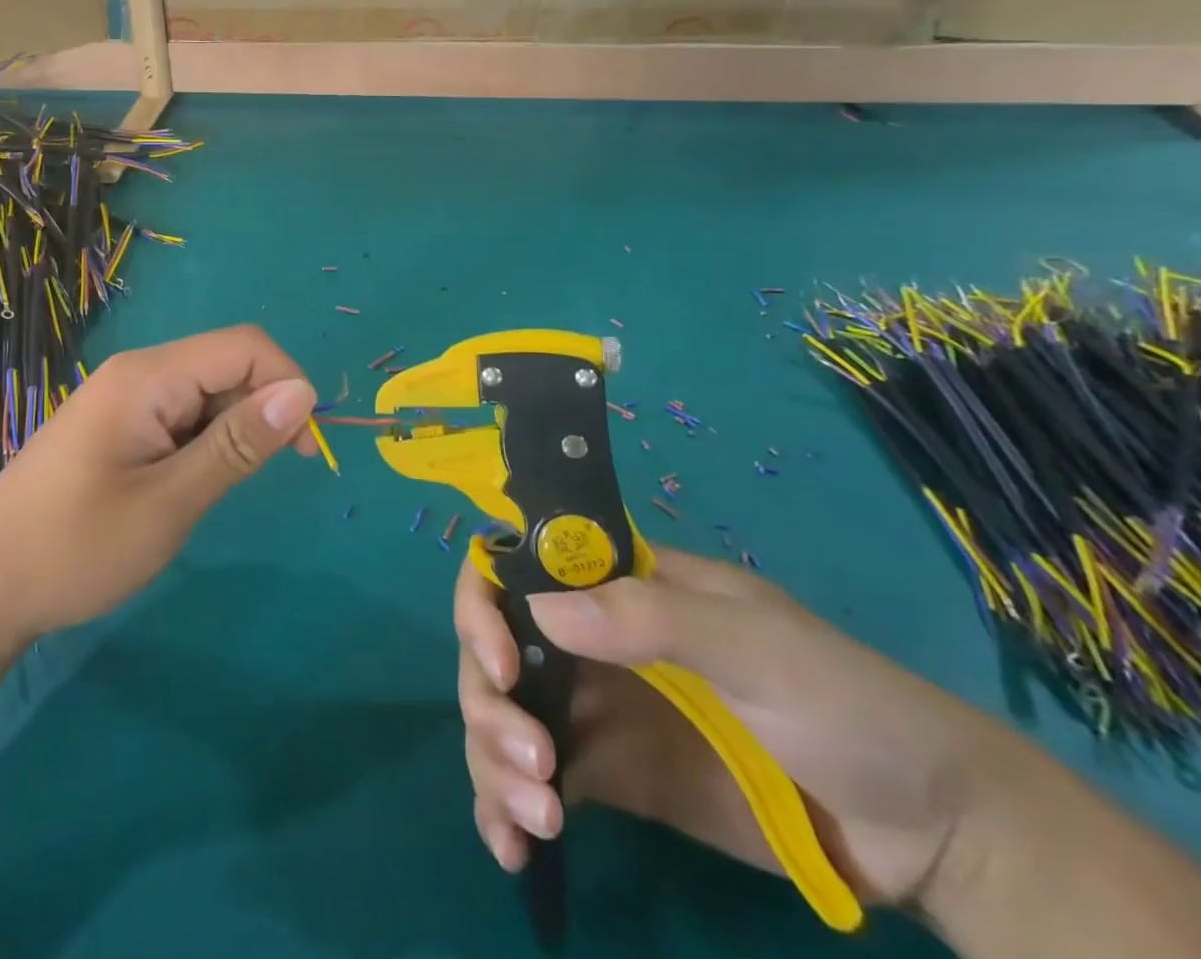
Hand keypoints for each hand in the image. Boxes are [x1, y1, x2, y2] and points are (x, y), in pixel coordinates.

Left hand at [0, 326, 316, 652]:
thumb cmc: (76, 546)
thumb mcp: (170, 501)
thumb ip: (237, 444)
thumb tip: (304, 393)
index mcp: (148, 377)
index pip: (245, 347)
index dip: (286, 384)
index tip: (301, 449)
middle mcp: (138, 372)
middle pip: (226, 364)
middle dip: (262, 409)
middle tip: (265, 477)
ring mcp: (124, 397)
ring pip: (206, 391)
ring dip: (232, 430)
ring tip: (214, 489)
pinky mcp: (118, 423)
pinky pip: (180, 414)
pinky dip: (204, 441)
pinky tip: (189, 483)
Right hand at [456, 546, 1009, 909]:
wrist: (929, 833)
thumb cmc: (843, 703)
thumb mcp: (755, 646)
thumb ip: (652, 620)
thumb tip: (539, 611)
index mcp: (616, 587)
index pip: (517, 569)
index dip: (487, 605)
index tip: (503, 664)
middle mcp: (589, 641)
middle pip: (496, 652)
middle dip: (491, 704)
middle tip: (532, 766)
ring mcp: (596, 711)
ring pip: (503, 717)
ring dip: (492, 761)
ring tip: (536, 820)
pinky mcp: (610, 779)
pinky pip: (535, 781)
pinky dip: (506, 808)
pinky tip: (513, 849)